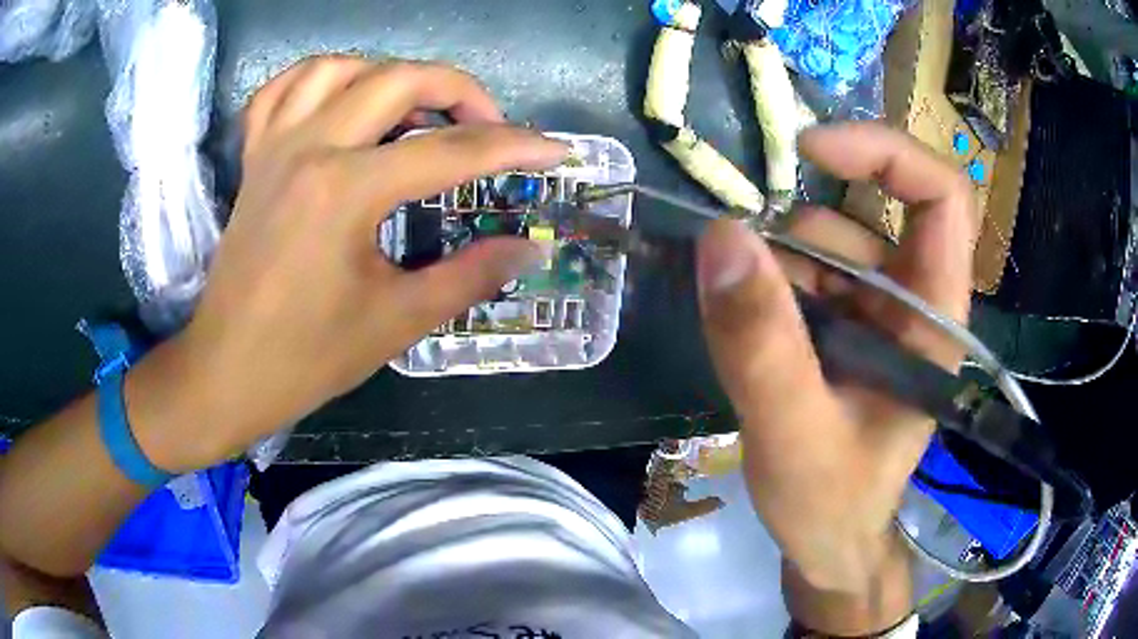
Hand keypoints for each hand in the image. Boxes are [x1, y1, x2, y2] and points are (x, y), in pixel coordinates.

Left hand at [127, 56, 566, 471]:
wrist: (226, 372)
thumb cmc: (305, 358)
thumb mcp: (395, 321)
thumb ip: (469, 276)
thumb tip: (528, 249)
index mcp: (345, 191)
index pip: (450, 151)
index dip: (514, 147)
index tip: (556, 151)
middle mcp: (309, 148)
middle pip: (399, 78)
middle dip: (461, 91)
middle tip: (489, 127)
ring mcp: (275, 147)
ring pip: (340, 68)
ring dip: (390, 74)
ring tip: (416, 109)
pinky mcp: (254, 158)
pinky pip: (282, 90)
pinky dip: (319, 78)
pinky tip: (342, 98)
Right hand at [697, 123, 975, 626]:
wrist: (829, 543)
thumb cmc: (830, 504)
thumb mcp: (793, 433)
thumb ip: (761, 343)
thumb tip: (721, 237)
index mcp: (934, 319)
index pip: (943, 196)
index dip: (886, 153)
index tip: (812, 149)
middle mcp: (915, 301)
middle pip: (873, 212)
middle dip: (805, 230)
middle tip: (749, 275)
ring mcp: (880, 312)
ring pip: (830, 242)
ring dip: (778, 267)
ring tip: (751, 336)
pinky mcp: (848, 326)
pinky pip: (807, 274)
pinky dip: (771, 287)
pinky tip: (754, 335)